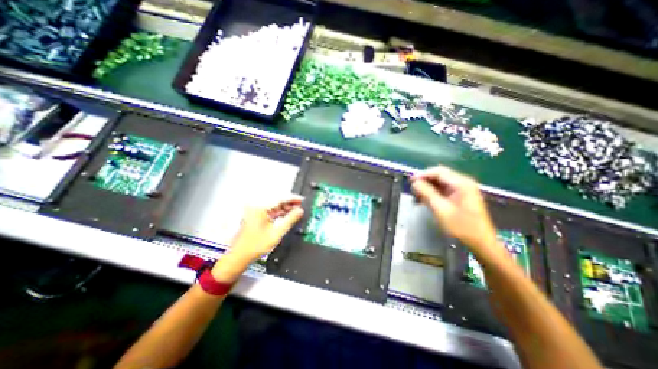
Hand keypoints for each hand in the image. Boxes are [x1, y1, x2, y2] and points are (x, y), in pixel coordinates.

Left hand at [231, 197, 302, 260]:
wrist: (240, 256)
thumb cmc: (255, 246)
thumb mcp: (277, 232)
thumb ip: (290, 220)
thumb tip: (299, 211)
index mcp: (259, 208)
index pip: (280, 198)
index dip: (292, 198)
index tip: (301, 200)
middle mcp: (256, 206)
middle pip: (276, 200)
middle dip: (289, 203)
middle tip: (300, 205)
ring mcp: (255, 210)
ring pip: (274, 204)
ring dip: (285, 207)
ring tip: (295, 210)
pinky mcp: (255, 215)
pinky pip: (270, 209)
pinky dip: (279, 211)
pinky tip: (286, 214)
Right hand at [409, 166, 495, 251]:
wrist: (481, 242)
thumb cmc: (461, 226)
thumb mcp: (441, 209)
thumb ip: (427, 193)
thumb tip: (415, 182)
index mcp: (461, 183)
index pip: (438, 172)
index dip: (422, 175)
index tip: (410, 181)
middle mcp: (463, 182)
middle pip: (439, 175)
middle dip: (424, 181)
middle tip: (412, 189)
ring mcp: (463, 189)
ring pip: (440, 182)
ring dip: (427, 187)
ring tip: (416, 196)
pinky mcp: (460, 196)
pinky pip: (443, 189)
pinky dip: (433, 193)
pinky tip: (424, 200)